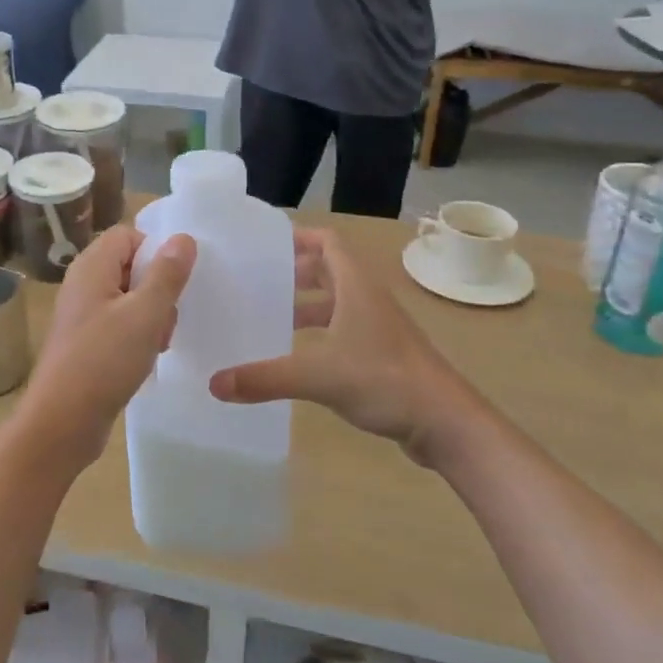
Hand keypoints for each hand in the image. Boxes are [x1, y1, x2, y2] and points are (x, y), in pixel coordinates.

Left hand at [16, 227, 196, 471]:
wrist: (62, 421)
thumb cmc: (104, 360)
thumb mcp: (146, 314)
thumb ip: (167, 274)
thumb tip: (183, 237)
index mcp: (92, 266)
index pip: (129, 235)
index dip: (155, 252)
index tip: (173, 283)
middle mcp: (83, 283)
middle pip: (131, 266)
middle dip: (157, 290)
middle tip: (166, 321)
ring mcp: (82, 313)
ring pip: (129, 298)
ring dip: (151, 317)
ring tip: (158, 345)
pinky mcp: (85, 341)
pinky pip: (119, 323)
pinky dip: (136, 336)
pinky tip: (145, 359)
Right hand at [210, 228, 484, 463]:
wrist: (448, 424)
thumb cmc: (385, 380)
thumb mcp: (318, 375)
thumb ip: (265, 377)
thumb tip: (215, 383)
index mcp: (356, 286)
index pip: (327, 241)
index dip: (297, 237)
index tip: (262, 245)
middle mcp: (368, 298)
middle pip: (328, 269)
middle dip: (293, 271)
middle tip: (255, 280)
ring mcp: (378, 327)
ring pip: (336, 302)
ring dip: (305, 304)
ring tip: (269, 316)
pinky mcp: (382, 354)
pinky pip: (343, 330)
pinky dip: (318, 333)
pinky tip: (297, 355)